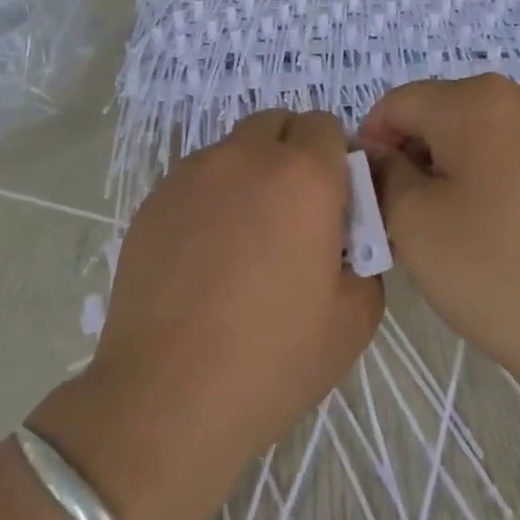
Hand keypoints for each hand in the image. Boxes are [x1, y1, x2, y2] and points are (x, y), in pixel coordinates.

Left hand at [30, 109, 381, 519]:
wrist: (168, 396)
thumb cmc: (274, 358)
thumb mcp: (356, 316)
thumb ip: (366, 256)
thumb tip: (345, 237)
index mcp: (303, 176)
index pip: (326, 126)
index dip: (335, 159)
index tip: (334, 203)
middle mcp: (245, 157)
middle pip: (276, 123)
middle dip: (292, 153)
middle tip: (293, 214)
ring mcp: (192, 175)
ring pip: (233, 149)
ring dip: (249, 173)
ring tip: (243, 238)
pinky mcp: (153, 200)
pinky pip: (195, 178)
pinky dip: (210, 197)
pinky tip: (203, 255)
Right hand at [359, 75, 519, 416]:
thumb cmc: (493, 271)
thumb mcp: (411, 221)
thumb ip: (383, 173)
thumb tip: (381, 154)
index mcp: (476, 101)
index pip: (398, 104)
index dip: (372, 144)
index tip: (372, 194)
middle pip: (440, 112)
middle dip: (414, 155)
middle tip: (408, 215)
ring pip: (478, 133)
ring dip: (452, 166)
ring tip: (454, 224)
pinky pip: (516, 153)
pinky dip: (492, 177)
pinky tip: (498, 228)